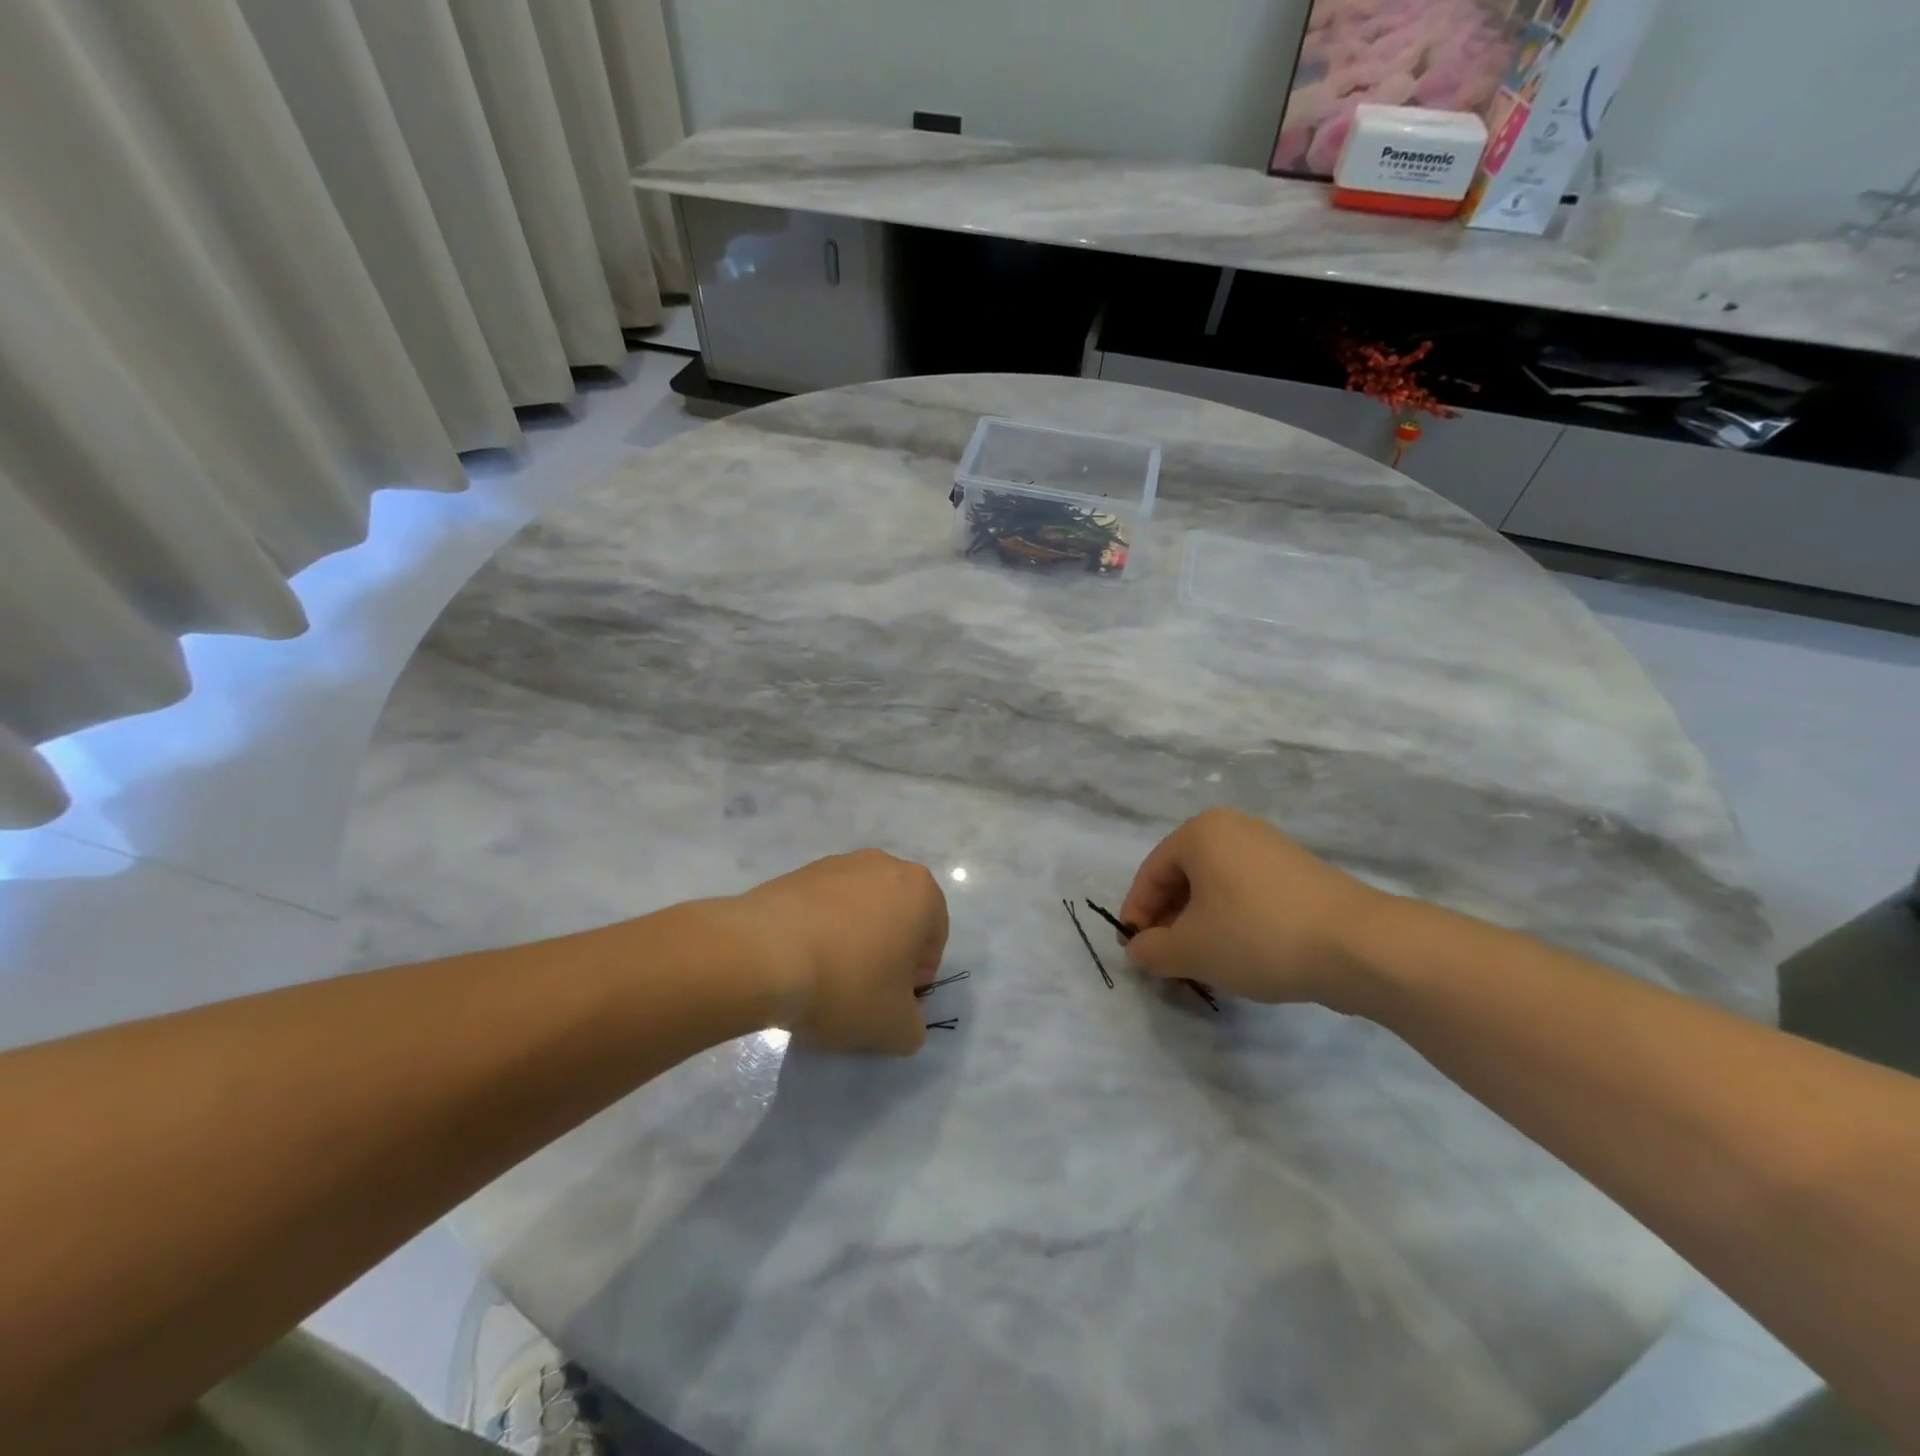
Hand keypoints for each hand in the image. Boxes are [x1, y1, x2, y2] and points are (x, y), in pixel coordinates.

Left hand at [730, 850, 948, 1054]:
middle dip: (885, 954)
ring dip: (851, 942)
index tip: (888, 1002)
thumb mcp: (895, 1028)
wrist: (761, 955)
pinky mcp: (798, 872)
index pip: (933, 940)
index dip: (915, 979)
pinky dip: (819, 932)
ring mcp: (838, 864)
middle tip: (860, 992)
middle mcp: (884, 865)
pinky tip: (799, 963)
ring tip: (823, 979)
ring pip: (859, 911)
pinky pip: (822, 907)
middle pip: (897, 919)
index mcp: (921, 890)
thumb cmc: (846, 984)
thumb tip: (902, 1020)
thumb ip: (914, 1027)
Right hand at [1118, 809, 1389, 1011]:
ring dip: (1199, 926)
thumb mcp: (1191, 950)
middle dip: (1168, 923)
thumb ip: (1151, 951)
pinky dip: (1232, 922)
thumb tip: (1138, 951)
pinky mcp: (1299, 873)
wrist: (1361, 946)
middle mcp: (1233, 829)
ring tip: (1201, 965)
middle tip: (1166, 963)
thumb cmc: (1258, 936)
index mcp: (1200, 833)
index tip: (1134, 954)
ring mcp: (1270, 848)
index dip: (1136, 916)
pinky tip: (1240, 956)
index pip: (1150, 875)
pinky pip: (1247, 894)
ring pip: (1215, 889)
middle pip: (1182, 879)